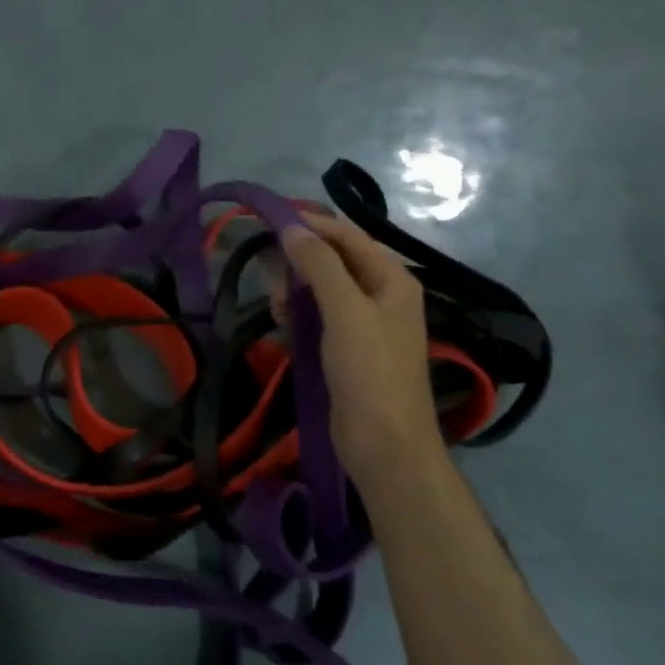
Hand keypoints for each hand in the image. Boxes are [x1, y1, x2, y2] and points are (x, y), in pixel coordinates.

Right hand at [275, 214, 448, 485]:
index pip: (350, 237)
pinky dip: (298, 313)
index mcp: (392, 280)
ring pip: (321, 289)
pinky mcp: (346, 348)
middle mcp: (381, 295)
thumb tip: (293, 228)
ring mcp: (364, 323)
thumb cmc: (370, 372)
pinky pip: (318, 316)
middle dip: (300, 263)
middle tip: (271, 278)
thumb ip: (320, 266)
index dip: (313, 225)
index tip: (271, 221)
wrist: (384, 444)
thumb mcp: (345, 312)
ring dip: (295, 290)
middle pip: (334, 261)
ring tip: (276, 307)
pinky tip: (282, 323)